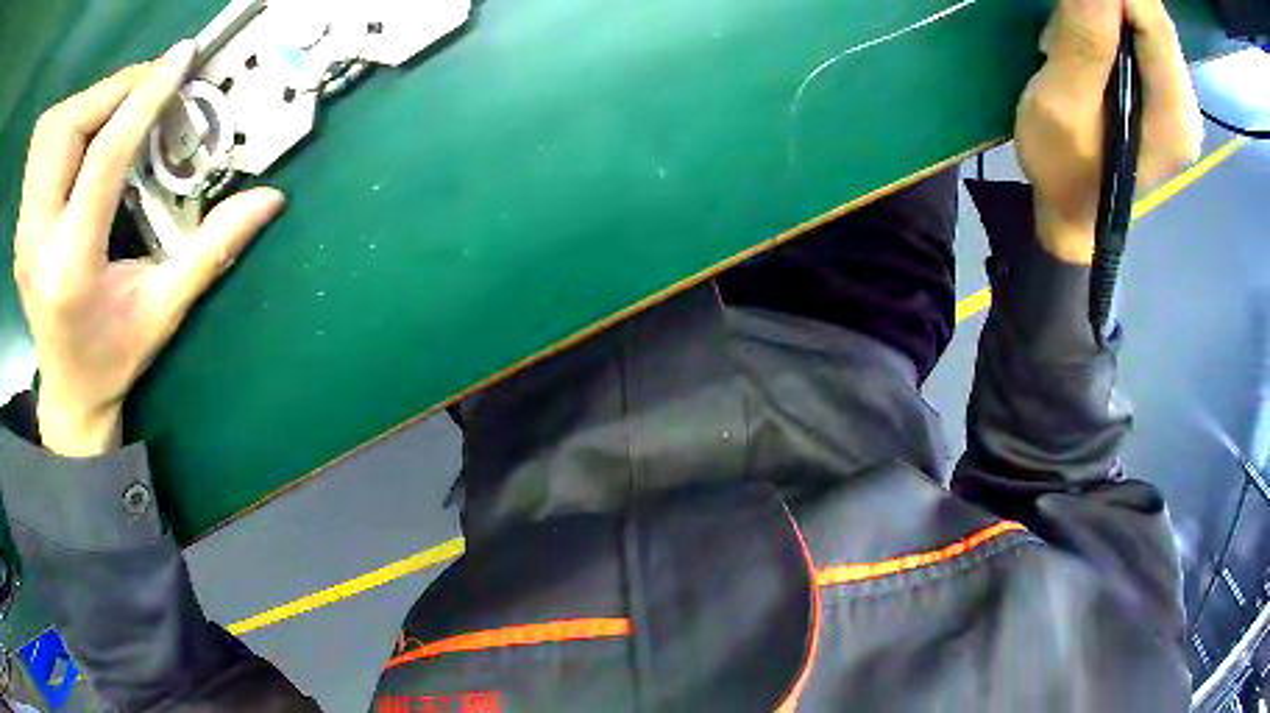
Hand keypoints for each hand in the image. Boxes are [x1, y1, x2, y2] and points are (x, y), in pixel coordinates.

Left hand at [14, 41, 284, 456]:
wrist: (67, 392)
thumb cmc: (112, 360)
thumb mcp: (163, 312)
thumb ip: (210, 250)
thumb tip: (268, 199)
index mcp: (70, 267)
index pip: (105, 156)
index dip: (145, 98)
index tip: (181, 58)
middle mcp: (37, 243)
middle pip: (71, 129)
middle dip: (116, 92)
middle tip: (153, 86)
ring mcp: (25, 232)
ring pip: (58, 131)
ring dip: (96, 104)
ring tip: (129, 107)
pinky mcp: (25, 222)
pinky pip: (51, 147)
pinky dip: (79, 123)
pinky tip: (97, 133)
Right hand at [1015, 0, 1202, 263]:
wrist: (1075, 211)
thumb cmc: (1064, 172)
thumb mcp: (1062, 107)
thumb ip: (1086, 45)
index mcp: (1172, 118)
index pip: (1156, 24)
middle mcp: (1186, 108)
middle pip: (1156, 20)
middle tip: (1071, 7)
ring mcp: (1179, 102)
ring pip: (1151, 23)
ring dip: (1113, 7)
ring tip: (1076, 26)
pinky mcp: (1167, 94)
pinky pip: (1147, 35)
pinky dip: (1116, 18)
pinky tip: (1094, 34)